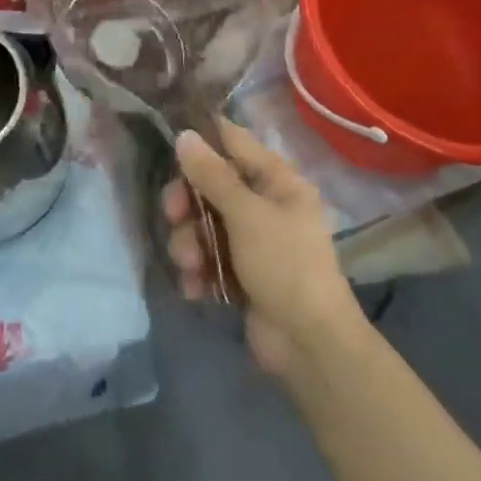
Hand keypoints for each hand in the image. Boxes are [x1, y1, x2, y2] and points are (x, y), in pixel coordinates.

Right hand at [163, 117, 362, 377]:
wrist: (310, 346)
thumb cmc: (285, 264)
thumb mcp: (247, 214)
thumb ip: (213, 174)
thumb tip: (184, 134)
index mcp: (277, 180)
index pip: (233, 141)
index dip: (202, 138)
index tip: (170, 142)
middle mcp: (265, 204)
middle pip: (211, 185)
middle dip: (187, 202)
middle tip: (173, 215)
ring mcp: (253, 241)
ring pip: (204, 224)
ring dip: (189, 242)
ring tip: (190, 265)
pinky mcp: (242, 274)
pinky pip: (209, 259)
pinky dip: (198, 271)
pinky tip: (195, 287)